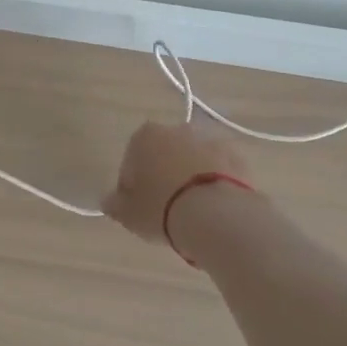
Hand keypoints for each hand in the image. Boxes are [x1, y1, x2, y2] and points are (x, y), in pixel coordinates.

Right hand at [102, 120, 255, 243]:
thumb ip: (115, 204)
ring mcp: (209, 141)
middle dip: (163, 176)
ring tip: (193, 212)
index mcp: (145, 136)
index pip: (131, 160)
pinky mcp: (237, 157)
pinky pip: (220, 170)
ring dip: (191, 178)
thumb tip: (109, 200)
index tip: (138, 207)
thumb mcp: (128, 214)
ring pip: (193, 161)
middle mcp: (177, 130)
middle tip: (165, 209)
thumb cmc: (162, 208)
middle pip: (164, 154)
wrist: (217, 215)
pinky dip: (216, 183)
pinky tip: (214, 209)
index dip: (132, 185)